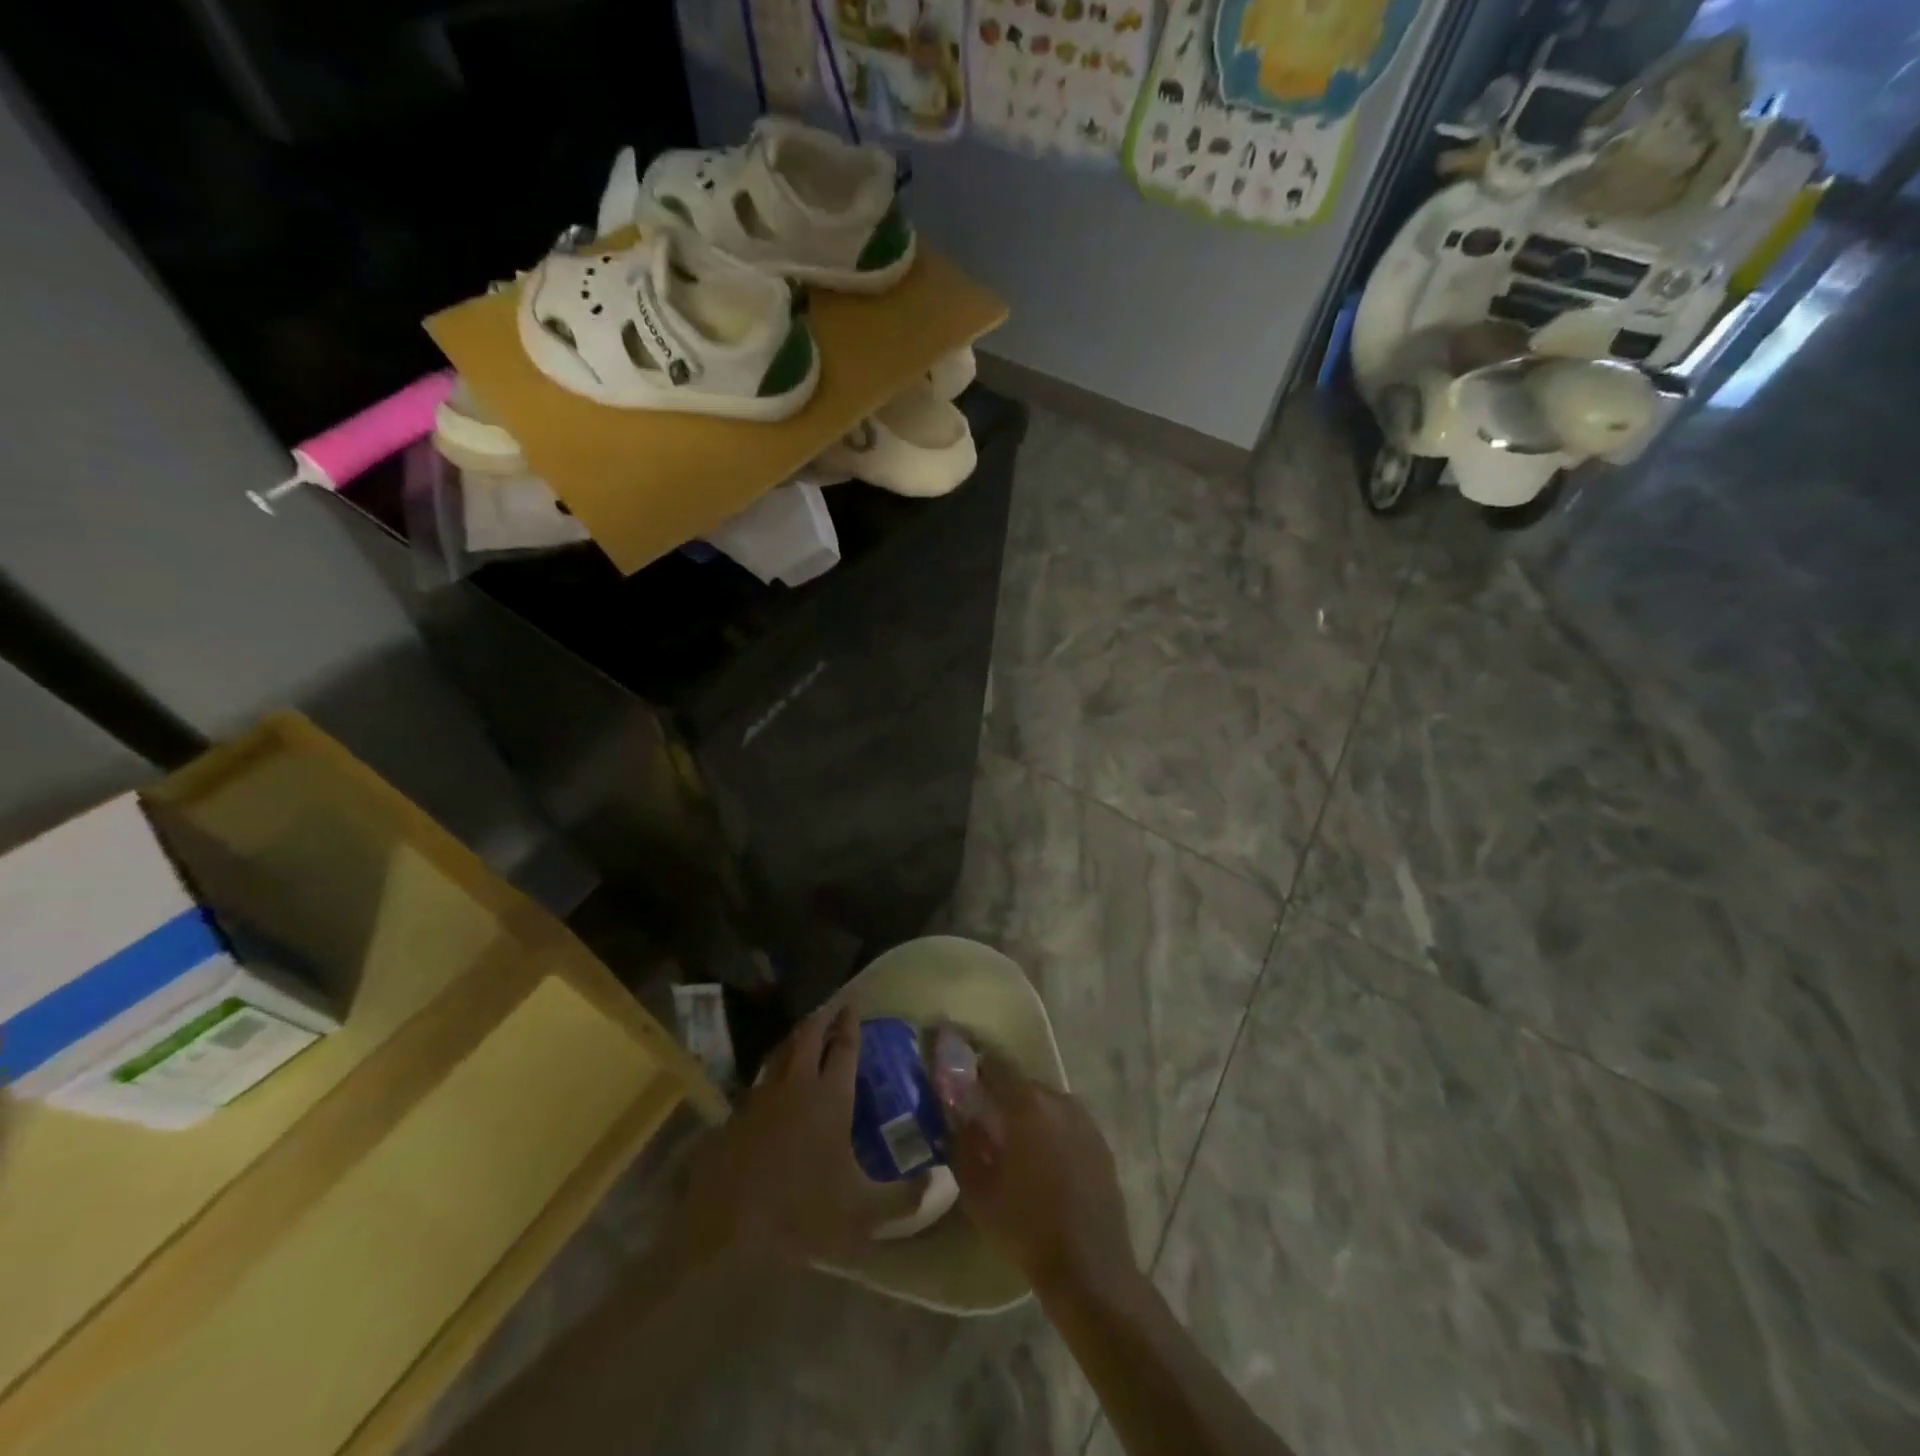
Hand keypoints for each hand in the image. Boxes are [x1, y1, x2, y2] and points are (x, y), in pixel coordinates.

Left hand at [677, 1003, 920, 1264]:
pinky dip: (775, 1065)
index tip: (855, 1003)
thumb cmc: (801, 1212)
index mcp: (830, 1097)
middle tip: (836, 1003)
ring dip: (798, 1035)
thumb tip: (941, 1180)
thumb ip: (905, 1197)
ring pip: (782, 1051)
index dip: (851, 1023)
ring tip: (808, 1029)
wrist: (728, 1228)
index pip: (844, 1047)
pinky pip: (762, 1077)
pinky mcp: (738, 1114)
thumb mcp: (863, 1212)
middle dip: (824, 1015)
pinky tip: (776, 1077)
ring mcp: (763, 1096)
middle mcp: (797, 1085)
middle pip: (810, 1035)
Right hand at [944, 1056, 1136, 1295]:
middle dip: (1003, 1097)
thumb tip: (961, 1119)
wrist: (1089, 1268)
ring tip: (1016, 1146)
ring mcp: (1085, 1120)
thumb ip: (963, 1144)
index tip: (963, 1083)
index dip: (977, 1069)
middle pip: (1023, 1084)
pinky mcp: (1101, 1142)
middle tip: (986, 1122)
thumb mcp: (977, 1191)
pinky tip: (1045, 1163)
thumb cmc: (1026, 1227)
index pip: (996, 1065)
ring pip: (1047, 1104)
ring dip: (1029, 1115)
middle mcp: (1059, 1101)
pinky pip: (1068, 1124)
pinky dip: (1053, 1132)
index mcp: (1027, 1105)